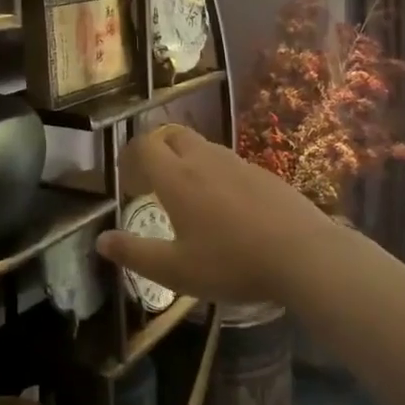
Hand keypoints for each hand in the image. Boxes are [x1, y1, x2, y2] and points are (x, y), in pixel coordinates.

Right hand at [95, 124, 343, 307]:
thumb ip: (135, 254)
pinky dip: (216, 173)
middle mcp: (204, 159)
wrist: (304, 255)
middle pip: (173, 135)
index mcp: (177, 177)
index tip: (129, 181)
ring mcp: (238, 163)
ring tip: (189, 197)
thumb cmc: (232, 263)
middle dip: (158, 149)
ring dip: (187, 160)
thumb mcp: (176, 270)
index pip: (145, 144)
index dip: (131, 156)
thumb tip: (100, 241)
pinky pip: (229, 162)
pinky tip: (227, 208)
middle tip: (154, 182)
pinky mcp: (264, 173)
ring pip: (203, 146)